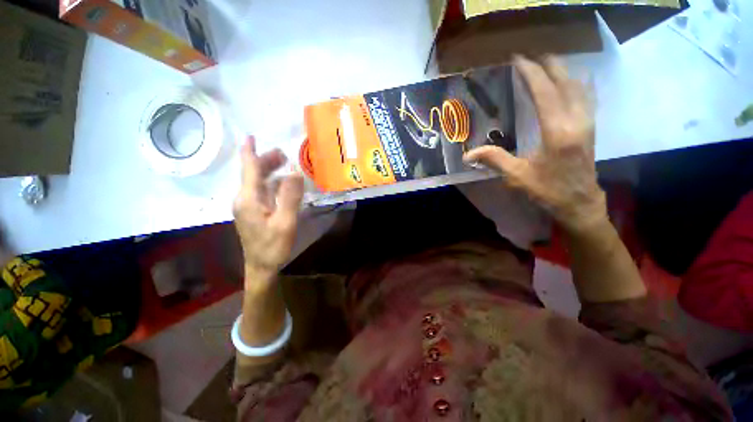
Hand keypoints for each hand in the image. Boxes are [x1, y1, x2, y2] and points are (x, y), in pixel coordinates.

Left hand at [233, 137, 303, 286]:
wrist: (261, 266)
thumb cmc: (273, 246)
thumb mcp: (285, 222)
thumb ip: (290, 196)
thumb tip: (295, 172)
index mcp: (249, 199)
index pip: (249, 169)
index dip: (250, 152)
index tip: (250, 136)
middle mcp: (244, 199)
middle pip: (253, 174)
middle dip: (266, 161)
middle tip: (284, 154)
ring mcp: (248, 206)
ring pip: (257, 182)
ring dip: (269, 171)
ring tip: (284, 164)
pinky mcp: (253, 212)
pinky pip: (261, 191)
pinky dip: (271, 183)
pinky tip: (283, 184)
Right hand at [465, 55, 605, 233]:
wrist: (579, 203)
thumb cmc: (548, 190)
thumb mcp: (517, 177)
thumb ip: (494, 160)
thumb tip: (468, 154)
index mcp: (557, 131)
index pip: (544, 92)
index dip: (531, 74)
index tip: (518, 60)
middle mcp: (576, 120)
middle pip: (565, 83)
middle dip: (548, 65)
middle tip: (532, 56)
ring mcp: (587, 122)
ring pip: (578, 87)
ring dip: (563, 72)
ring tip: (548, 63)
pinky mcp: (590, 128)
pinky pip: (586, 97)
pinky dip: (577, 84)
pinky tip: (572, 81)